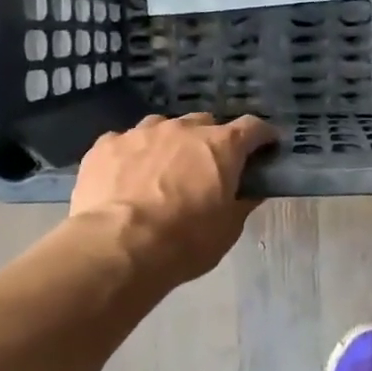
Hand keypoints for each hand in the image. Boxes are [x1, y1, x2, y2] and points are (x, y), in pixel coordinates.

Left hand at [70, 113, 275, 282]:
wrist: (118, 248)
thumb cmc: (185, 242)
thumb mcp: (227, 229)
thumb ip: (241, 202)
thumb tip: (251, 190)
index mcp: (221, 146)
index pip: (252, 128)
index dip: (261, 136)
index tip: (265, 147)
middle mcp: (183, 129)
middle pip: (204, 123)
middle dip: (210, 140)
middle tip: (206, 167)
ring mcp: (141, 132)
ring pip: (162, 126)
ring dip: (168, 143)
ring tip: (161, 170)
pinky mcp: (106, 145)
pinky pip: (124, 142)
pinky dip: (130, 155)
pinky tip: (124, 177)